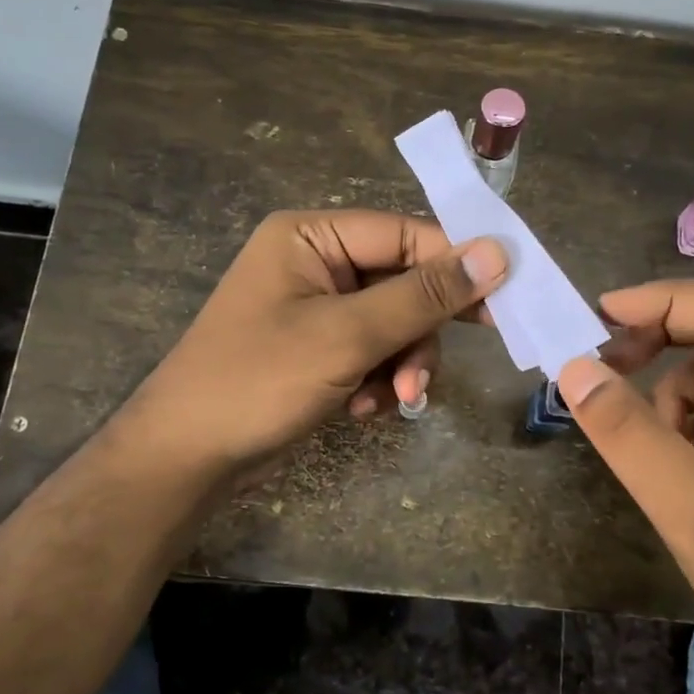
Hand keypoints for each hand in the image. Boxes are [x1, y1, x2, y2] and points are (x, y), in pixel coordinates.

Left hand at [120, 209, 506, 480]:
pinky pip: (374, 352)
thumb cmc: (259, 381)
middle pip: (403, 283)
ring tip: (389, 400)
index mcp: (311, 235)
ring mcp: (317, 308)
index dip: (456, 263)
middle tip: (432, 372)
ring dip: (401, 364)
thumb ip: (423, 295)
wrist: (187, 458)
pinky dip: (377, 381)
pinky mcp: (319, 348)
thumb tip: (497, 253)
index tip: (506, 295)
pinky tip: (359, 409)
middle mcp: (315, 262)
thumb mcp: (347, 335)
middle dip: (418, 334)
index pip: (404, 235)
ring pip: (395, 324)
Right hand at [557, 281, 693, 693]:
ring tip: (656, 453)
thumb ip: (630, 435)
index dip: (670, 302)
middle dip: (665, 347)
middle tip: (606, 367)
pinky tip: (680, 472)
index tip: (603, 315)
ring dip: (675, 399)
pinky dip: (689, 429)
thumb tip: (572, 368)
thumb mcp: (693, 511)